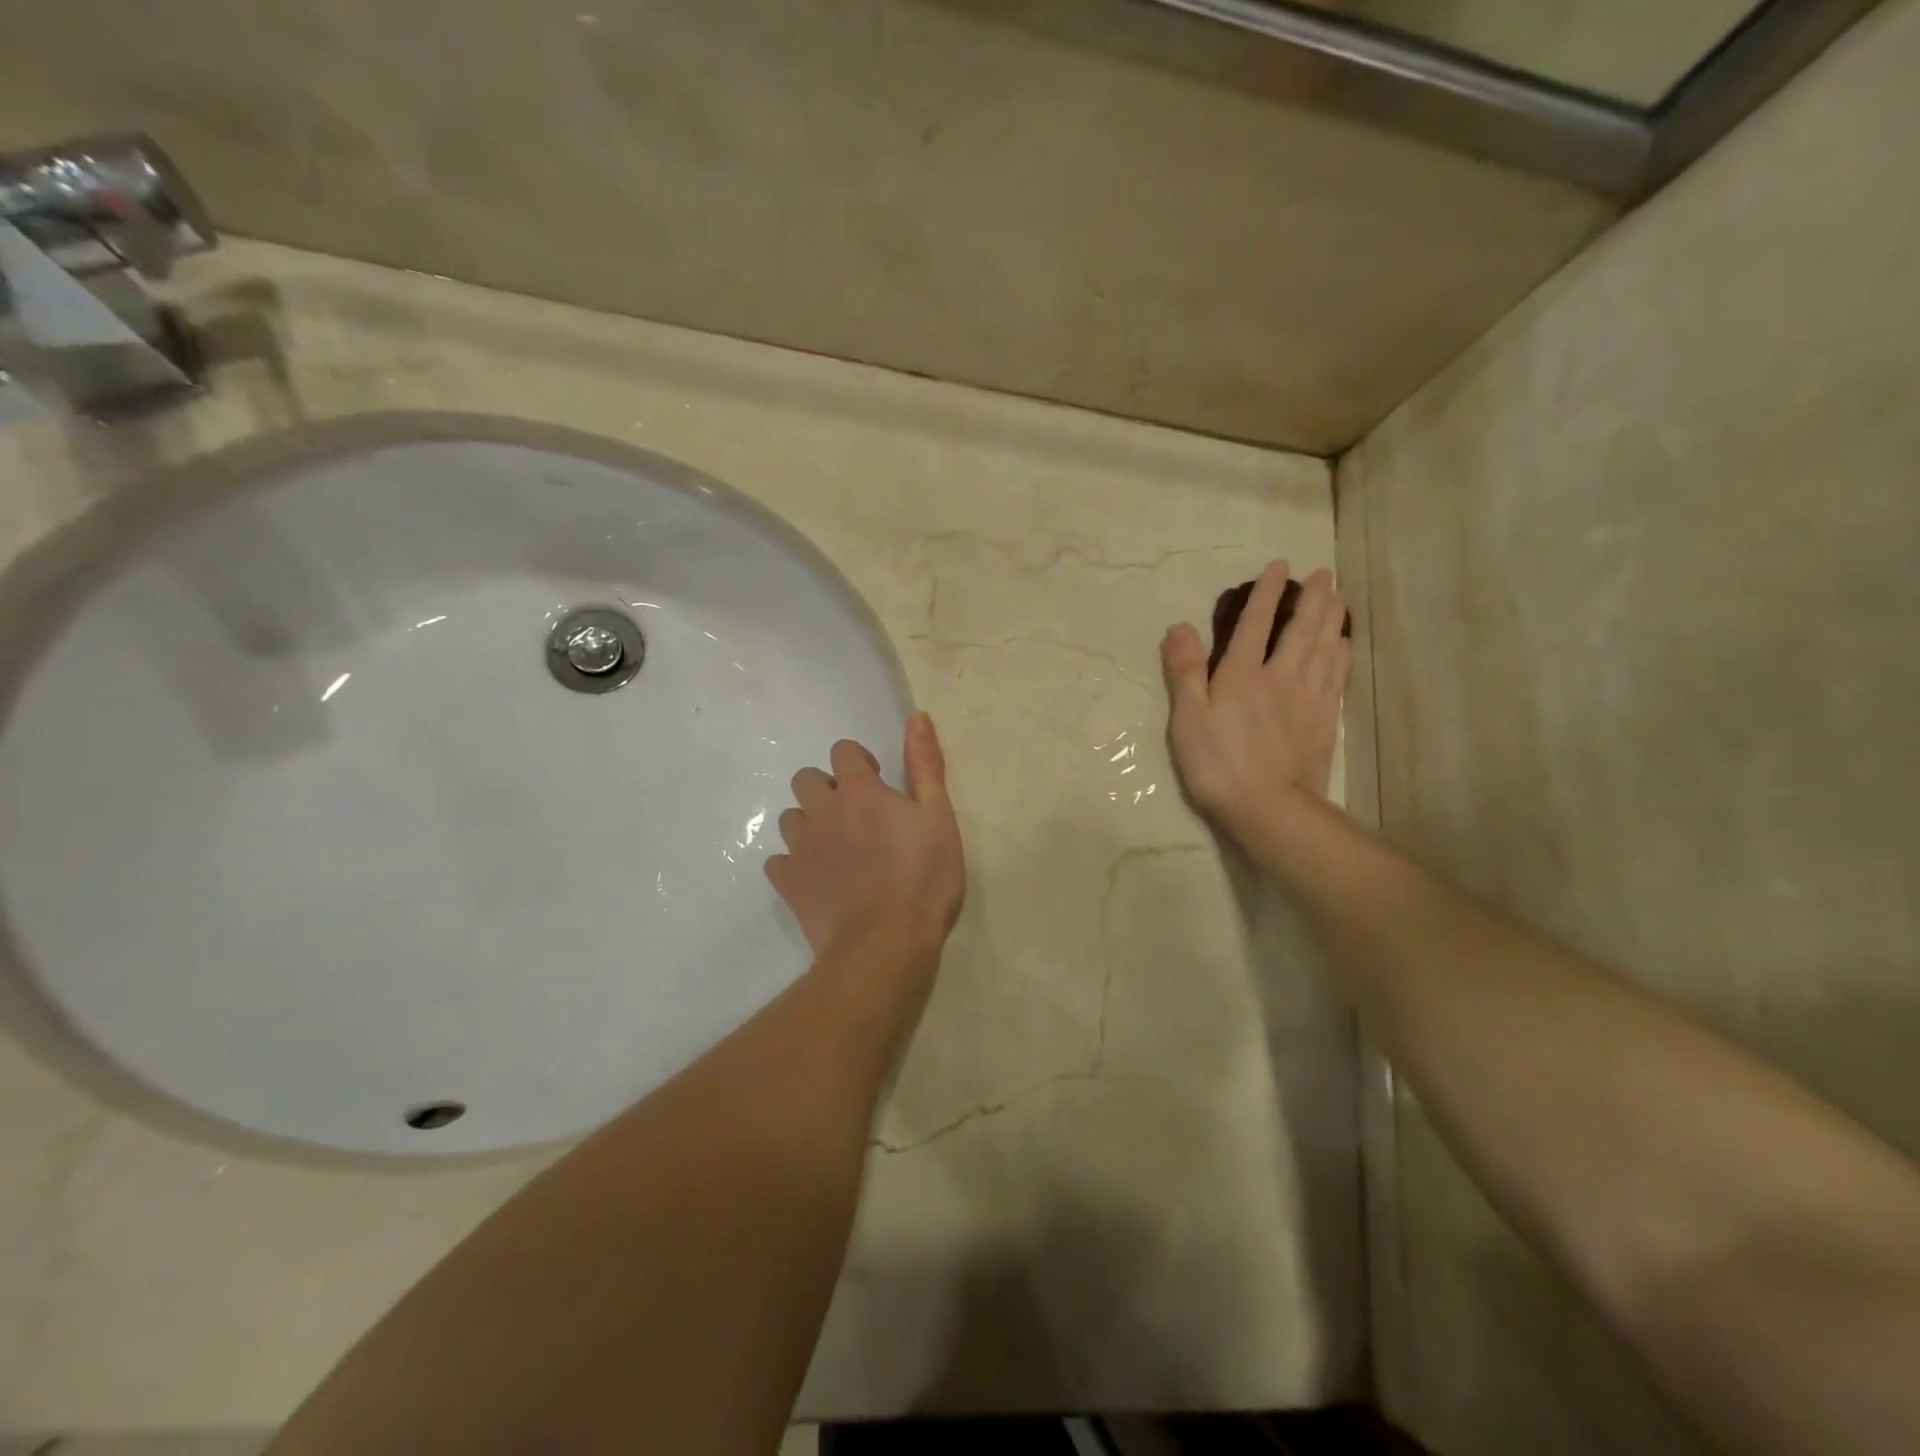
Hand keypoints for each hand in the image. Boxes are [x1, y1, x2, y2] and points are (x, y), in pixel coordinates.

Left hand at [765, 713, 965, 961]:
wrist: (886, 944)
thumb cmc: (923, 878)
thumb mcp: (938, 817)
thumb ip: (925, 765)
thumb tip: (917, 716)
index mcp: (860, 792)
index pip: (843, 752)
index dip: (858, 763)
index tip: (878, 784)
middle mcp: (823, 811)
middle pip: (806, 779)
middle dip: (826, 788)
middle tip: (856, 816)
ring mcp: (801, 848)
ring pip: (790, 818)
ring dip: (809, 824)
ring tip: (836, 848)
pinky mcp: (788, 883)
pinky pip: (778, 861)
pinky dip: (793, 863)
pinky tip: (816, 879)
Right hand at [1161, 561, 1350, 840]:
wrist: (1270, 808)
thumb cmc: (1218, 765)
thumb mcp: (1187, 720)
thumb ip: (1185, 672)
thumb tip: (1180, 627)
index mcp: (1242, 675)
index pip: (1255, 624)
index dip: (1266, 594)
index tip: (1279, 566)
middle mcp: (1280, 677)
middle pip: (1301, 630)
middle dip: (1312, 599)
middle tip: (1325, 574)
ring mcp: (1308, 698)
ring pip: (1324, 648)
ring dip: (1332, 619)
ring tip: (1340, 597)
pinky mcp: (1324, 720)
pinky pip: (1336, 676)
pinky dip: (1341, 654)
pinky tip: (1345, 645)